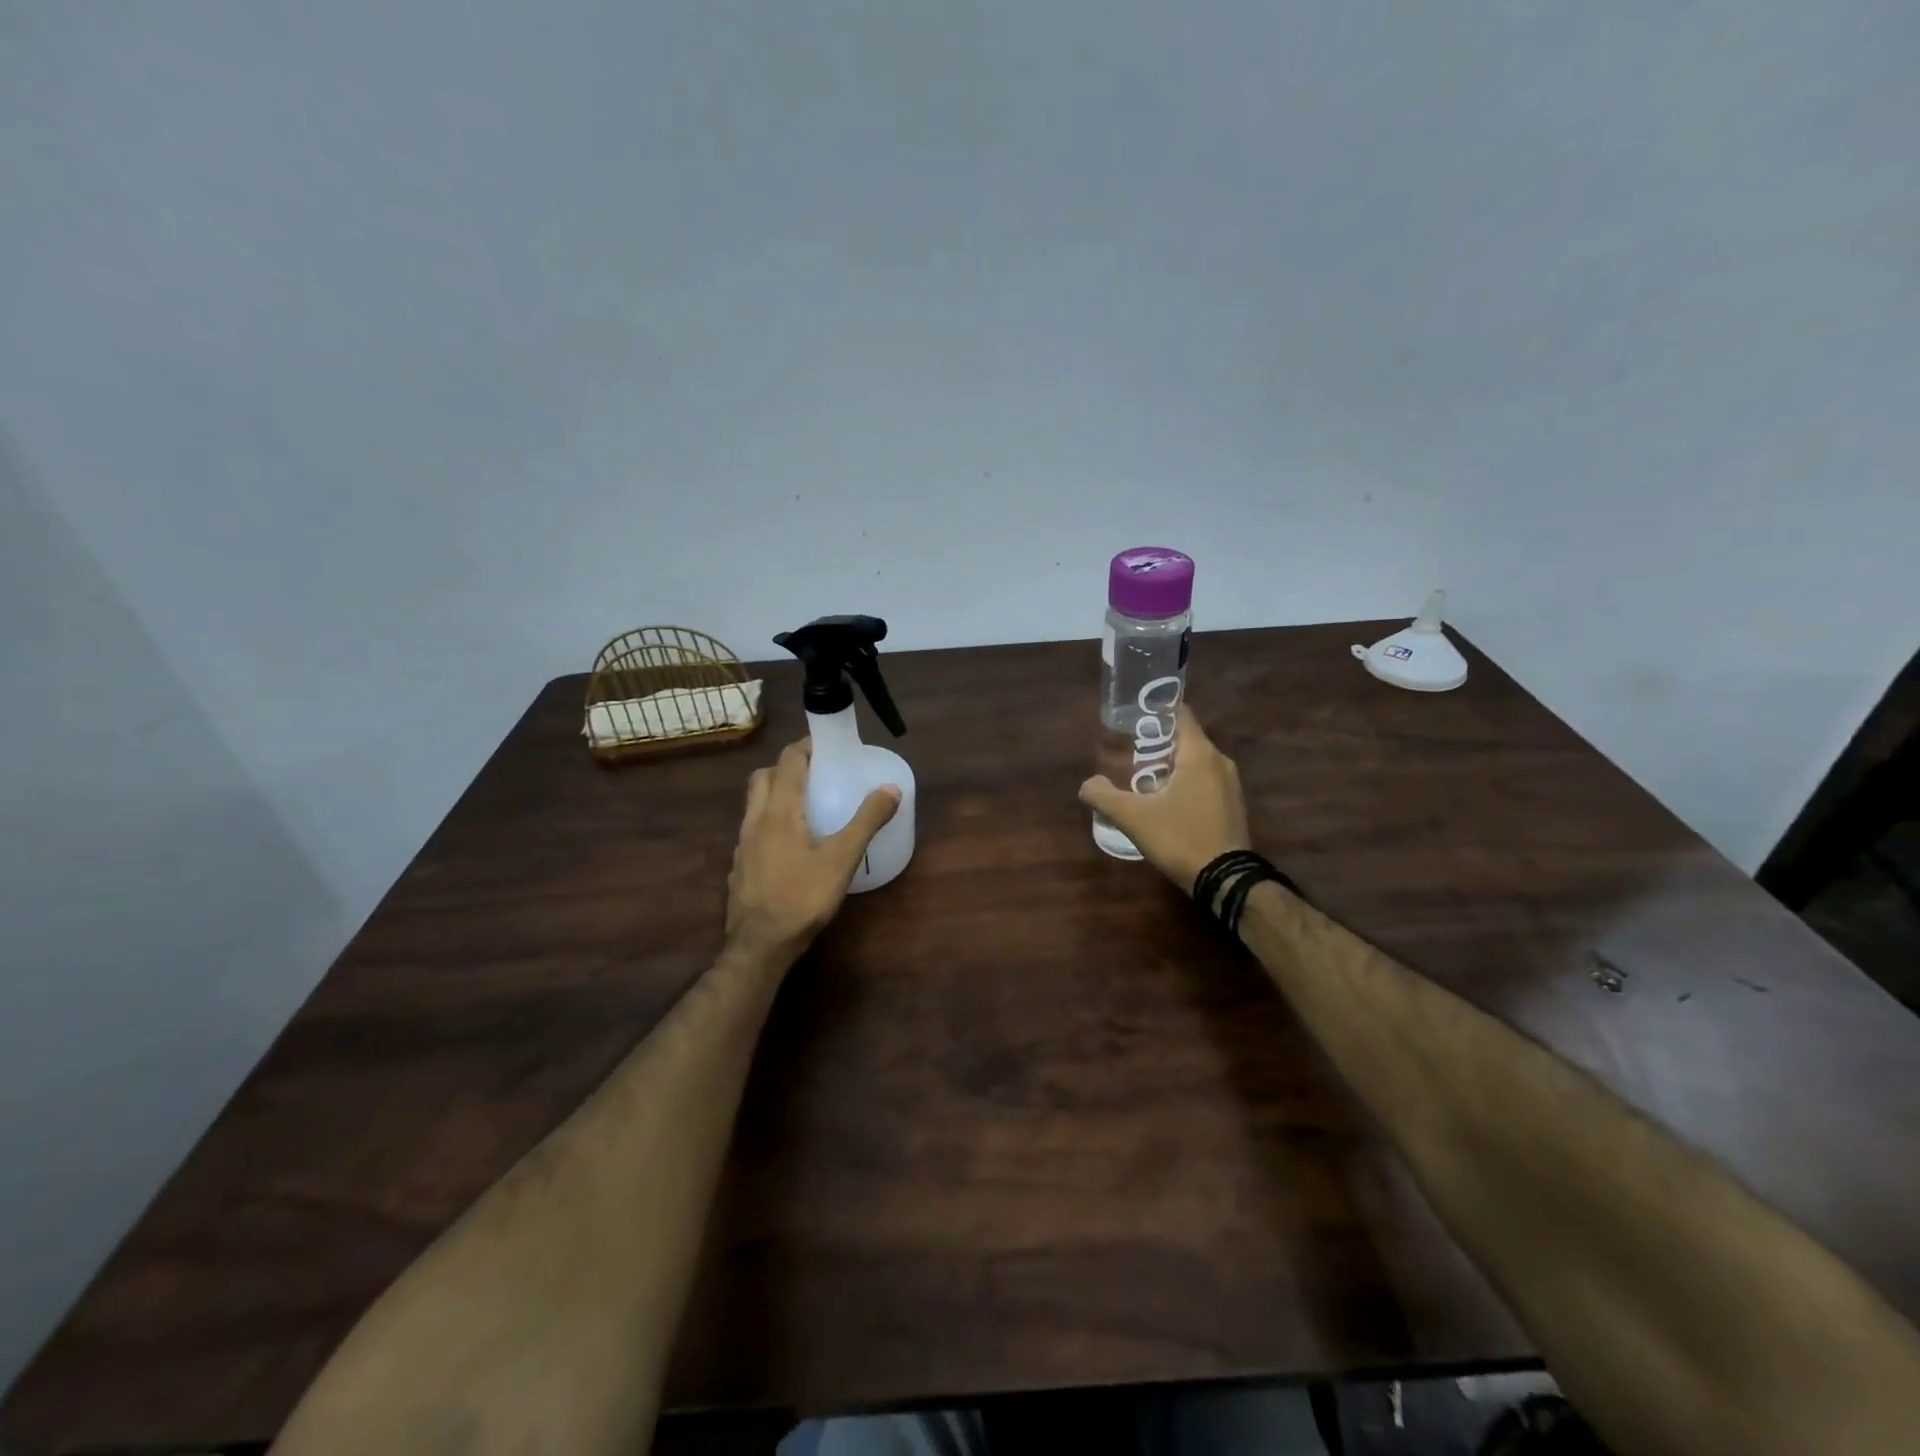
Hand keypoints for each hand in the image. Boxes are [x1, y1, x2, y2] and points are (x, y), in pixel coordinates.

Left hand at [726, 740, 900, 962]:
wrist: (760, 945)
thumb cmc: (802, 897)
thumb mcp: (843, 858)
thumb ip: (867, 821)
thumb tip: (891, 788)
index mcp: (779, 810)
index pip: (789, 761)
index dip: (807, 746)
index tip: (828, 745)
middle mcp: (755, 820)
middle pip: (764, 777)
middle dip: (787, 767)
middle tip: (816, 773)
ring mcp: (742, 844)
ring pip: (754, 804)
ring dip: (776, 793)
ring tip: (805, 806)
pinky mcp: (739, 866)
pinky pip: (752, 830)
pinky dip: (769, 822)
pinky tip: (790, 844)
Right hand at [1079, 708, 1251, 892]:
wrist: (1225, 880)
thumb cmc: (1180, 838)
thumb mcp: (1133, 818)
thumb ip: (1104, 796)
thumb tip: (1087, 785)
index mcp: (1200, 754)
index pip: (1180, 714)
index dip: (1154, 711)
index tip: (1131, 718)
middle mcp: (1220, 762)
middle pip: (1184, 739)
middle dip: (1155, 743)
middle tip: (1126, 753)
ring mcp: (1230, 785)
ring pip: (1195, 763)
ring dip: (1169, 766)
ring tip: (1140, 778)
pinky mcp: (1232, 805)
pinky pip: (1204, 782)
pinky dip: (1184, 783)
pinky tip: (1164, 802)